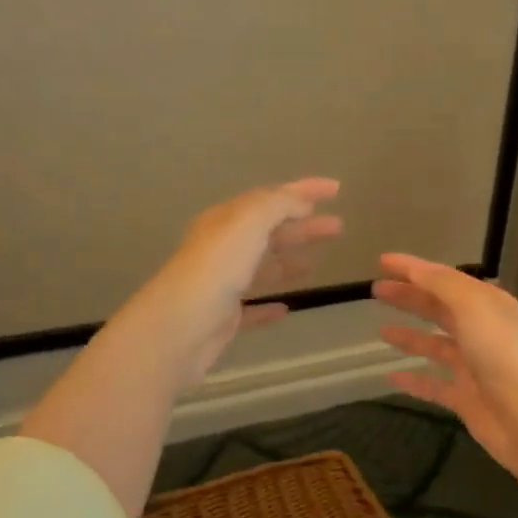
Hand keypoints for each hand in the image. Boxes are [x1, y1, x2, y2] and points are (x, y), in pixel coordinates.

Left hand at [121, 178, 342, 389]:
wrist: (180, 328)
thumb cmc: (216, 269)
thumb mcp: (249, 222)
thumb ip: (278, 205)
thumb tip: (300, 202)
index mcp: (227, 220)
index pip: (271, 197)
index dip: (305, 190)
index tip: (337, 189)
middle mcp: (222, 248)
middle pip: (269, 231)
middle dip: (303, 225)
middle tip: (338, 227)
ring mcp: (222, 285)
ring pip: (261, 267)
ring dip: (288, 261)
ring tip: (315, 263)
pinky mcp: (223, 319)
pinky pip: (252, 308)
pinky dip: (269, 305)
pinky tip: (286, 308)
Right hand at [374, 255, 517, 484]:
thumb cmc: (502, 354)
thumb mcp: (473, 306)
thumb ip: (442, 285)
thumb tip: (415, 269)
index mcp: (488, 304)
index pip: (445, 279)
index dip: (413, 269)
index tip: (382, 262)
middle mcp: (482, 331)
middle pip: (440, 309)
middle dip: (410, 298)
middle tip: (376, 292)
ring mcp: (474, 366)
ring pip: (436, 346)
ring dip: (410, 337)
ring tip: (381, 331)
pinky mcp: (466, 398)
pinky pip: (433, 385)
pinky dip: (413, 380)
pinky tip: (390, 377)